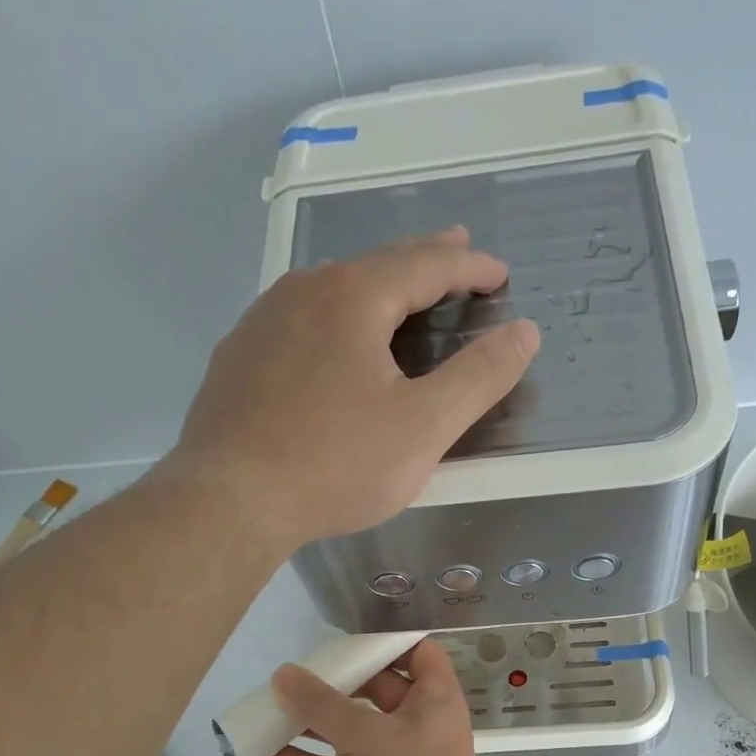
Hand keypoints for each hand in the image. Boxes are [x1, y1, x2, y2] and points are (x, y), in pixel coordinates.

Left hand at [167, 228, 539, 550]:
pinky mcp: (237, 360)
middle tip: (455, 254)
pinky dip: (332, 321)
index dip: (469, 267)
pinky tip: (330, 345)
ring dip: (373, 288)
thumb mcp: (423, 427)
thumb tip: (525, 332)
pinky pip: (298, 322)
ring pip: (330, 290)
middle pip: (375, 265)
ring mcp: (261, 323)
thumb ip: (479, 378)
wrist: (230, 501)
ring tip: (397, 297)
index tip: (499, 274)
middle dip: (423, 262)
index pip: (425, 264)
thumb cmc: (336, 464)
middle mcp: (302, 293)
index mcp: (352, 297)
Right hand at [266, 640, 499, 755]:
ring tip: (271, 709)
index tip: (346, 638)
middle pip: (376, 690)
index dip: (387, 642)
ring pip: (351, 731)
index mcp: (433, 697)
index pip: (418, 653)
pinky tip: (268, 754)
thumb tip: (284, 674)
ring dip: (314, 723)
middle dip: (336, 684)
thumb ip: (321, 703)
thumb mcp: (362, 732)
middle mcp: (417, 722)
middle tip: (295, 675)